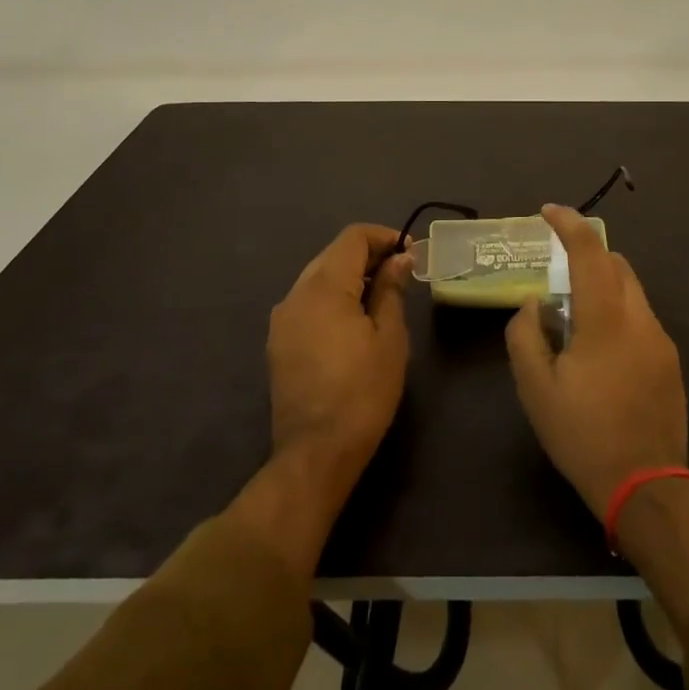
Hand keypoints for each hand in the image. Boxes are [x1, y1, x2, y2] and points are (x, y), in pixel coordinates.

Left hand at [267, 224, 412, 513]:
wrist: (316, 453)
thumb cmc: (362, 392)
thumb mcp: (389, 337)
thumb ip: (391, 289)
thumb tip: (399, 258)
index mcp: (323, 286)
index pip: (352, 237)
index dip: (383, 236)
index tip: (410, 252)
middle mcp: (296, 293)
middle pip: (333, 254)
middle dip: (368, 255)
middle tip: (401, 273)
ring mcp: (282, 318)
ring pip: (319, 277)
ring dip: (350, 277)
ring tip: (381, 296)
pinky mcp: (278, 341)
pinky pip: (308, 302)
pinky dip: (333, 298)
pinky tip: (354, 320)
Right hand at [505, 205, 687, 518]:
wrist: (648, 488)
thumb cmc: (584, 436)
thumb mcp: (536, 389)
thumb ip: (526, 335)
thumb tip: (534, 303)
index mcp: (605, 320)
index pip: (589, 252)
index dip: (568, 224)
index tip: (547, 211)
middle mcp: (639, 318)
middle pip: (616, 263)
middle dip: (586, 255)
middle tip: (556, 273)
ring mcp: (660, 339)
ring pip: (631, 289)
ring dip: (602, 284)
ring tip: (574, 316)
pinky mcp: (670, 360)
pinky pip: (640, 316)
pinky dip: (617, 311)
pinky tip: (599, 349)